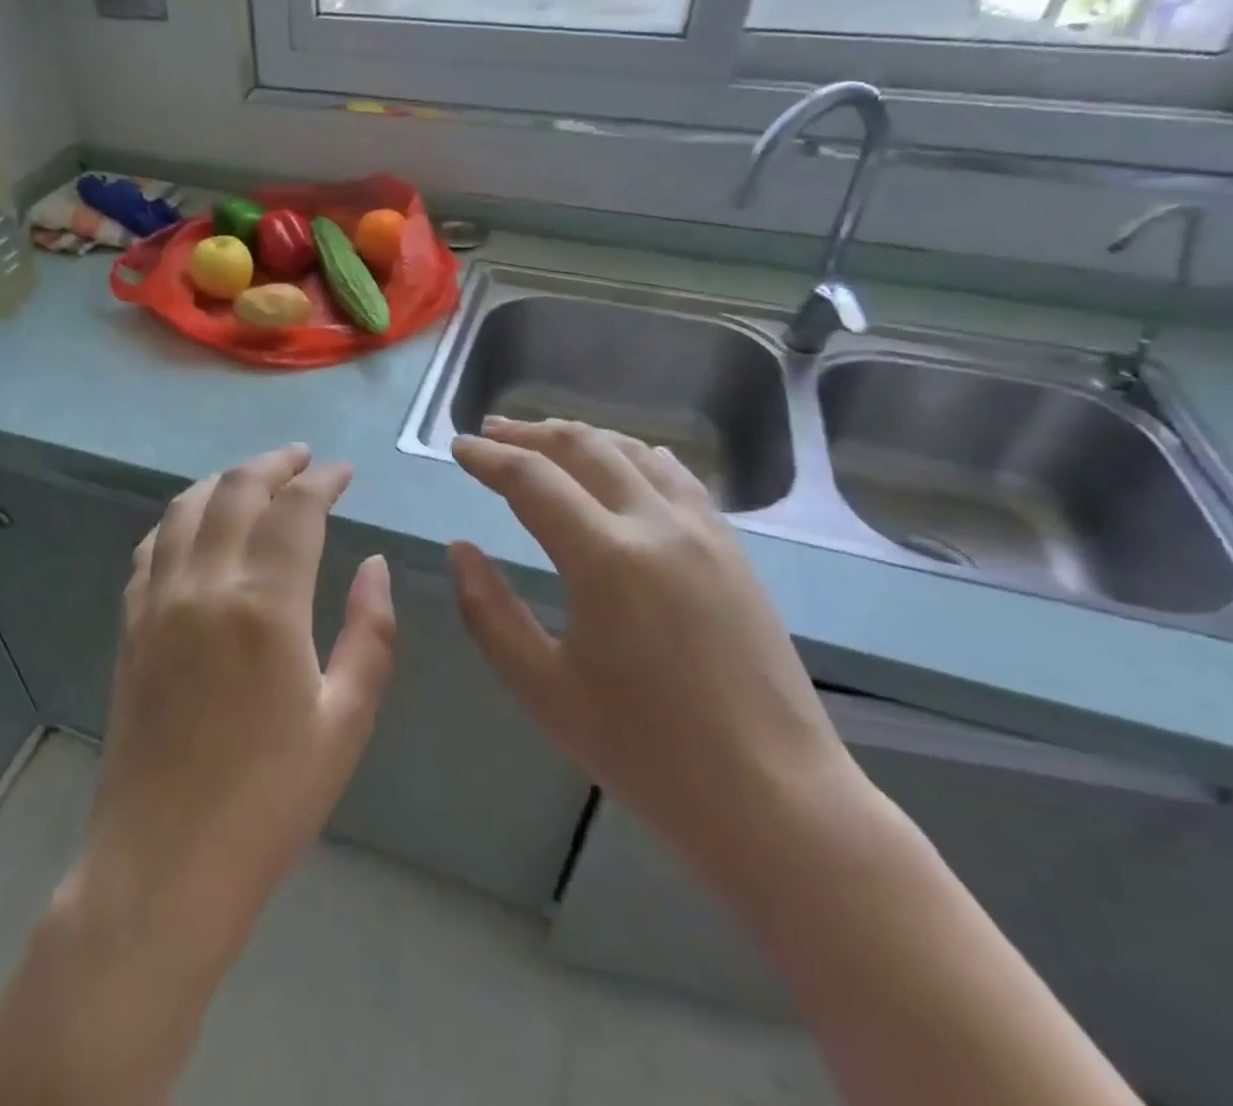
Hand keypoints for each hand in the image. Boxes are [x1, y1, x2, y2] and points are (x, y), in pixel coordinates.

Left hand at [79, 443, 396, 959]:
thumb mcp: (346, 720)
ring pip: (185, 508)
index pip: (295, 509)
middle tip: (303, 460)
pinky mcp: (131, 626)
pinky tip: (196, 525)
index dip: (323, 479)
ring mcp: (158, 602)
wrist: (165, 864)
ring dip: (224, 480)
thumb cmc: (270, 799)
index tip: (344, 472)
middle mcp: (204, 586)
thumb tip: (374, 565)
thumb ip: (370, 632)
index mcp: (264, 605)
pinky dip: (180, 518)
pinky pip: (151, 547)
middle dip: (273, 463)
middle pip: (235, 490)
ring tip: (254, 478)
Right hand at [449, 417, 857, 875]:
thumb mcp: (542, 689)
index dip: (488, 458)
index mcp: (606, 559)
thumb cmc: (645, 752)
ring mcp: (703, 531)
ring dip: (580, 437)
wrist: (774, 798)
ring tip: (543, 441)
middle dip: (529, 433)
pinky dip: (631, 455)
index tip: (458, 447)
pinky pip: (674, 475)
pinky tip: (620, 464)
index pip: (532, 479)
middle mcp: (657, 525)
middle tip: (491, 433)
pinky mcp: (731, 548)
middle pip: (583, 447)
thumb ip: (488, 612)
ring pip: (632, 451)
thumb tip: (460, 550)